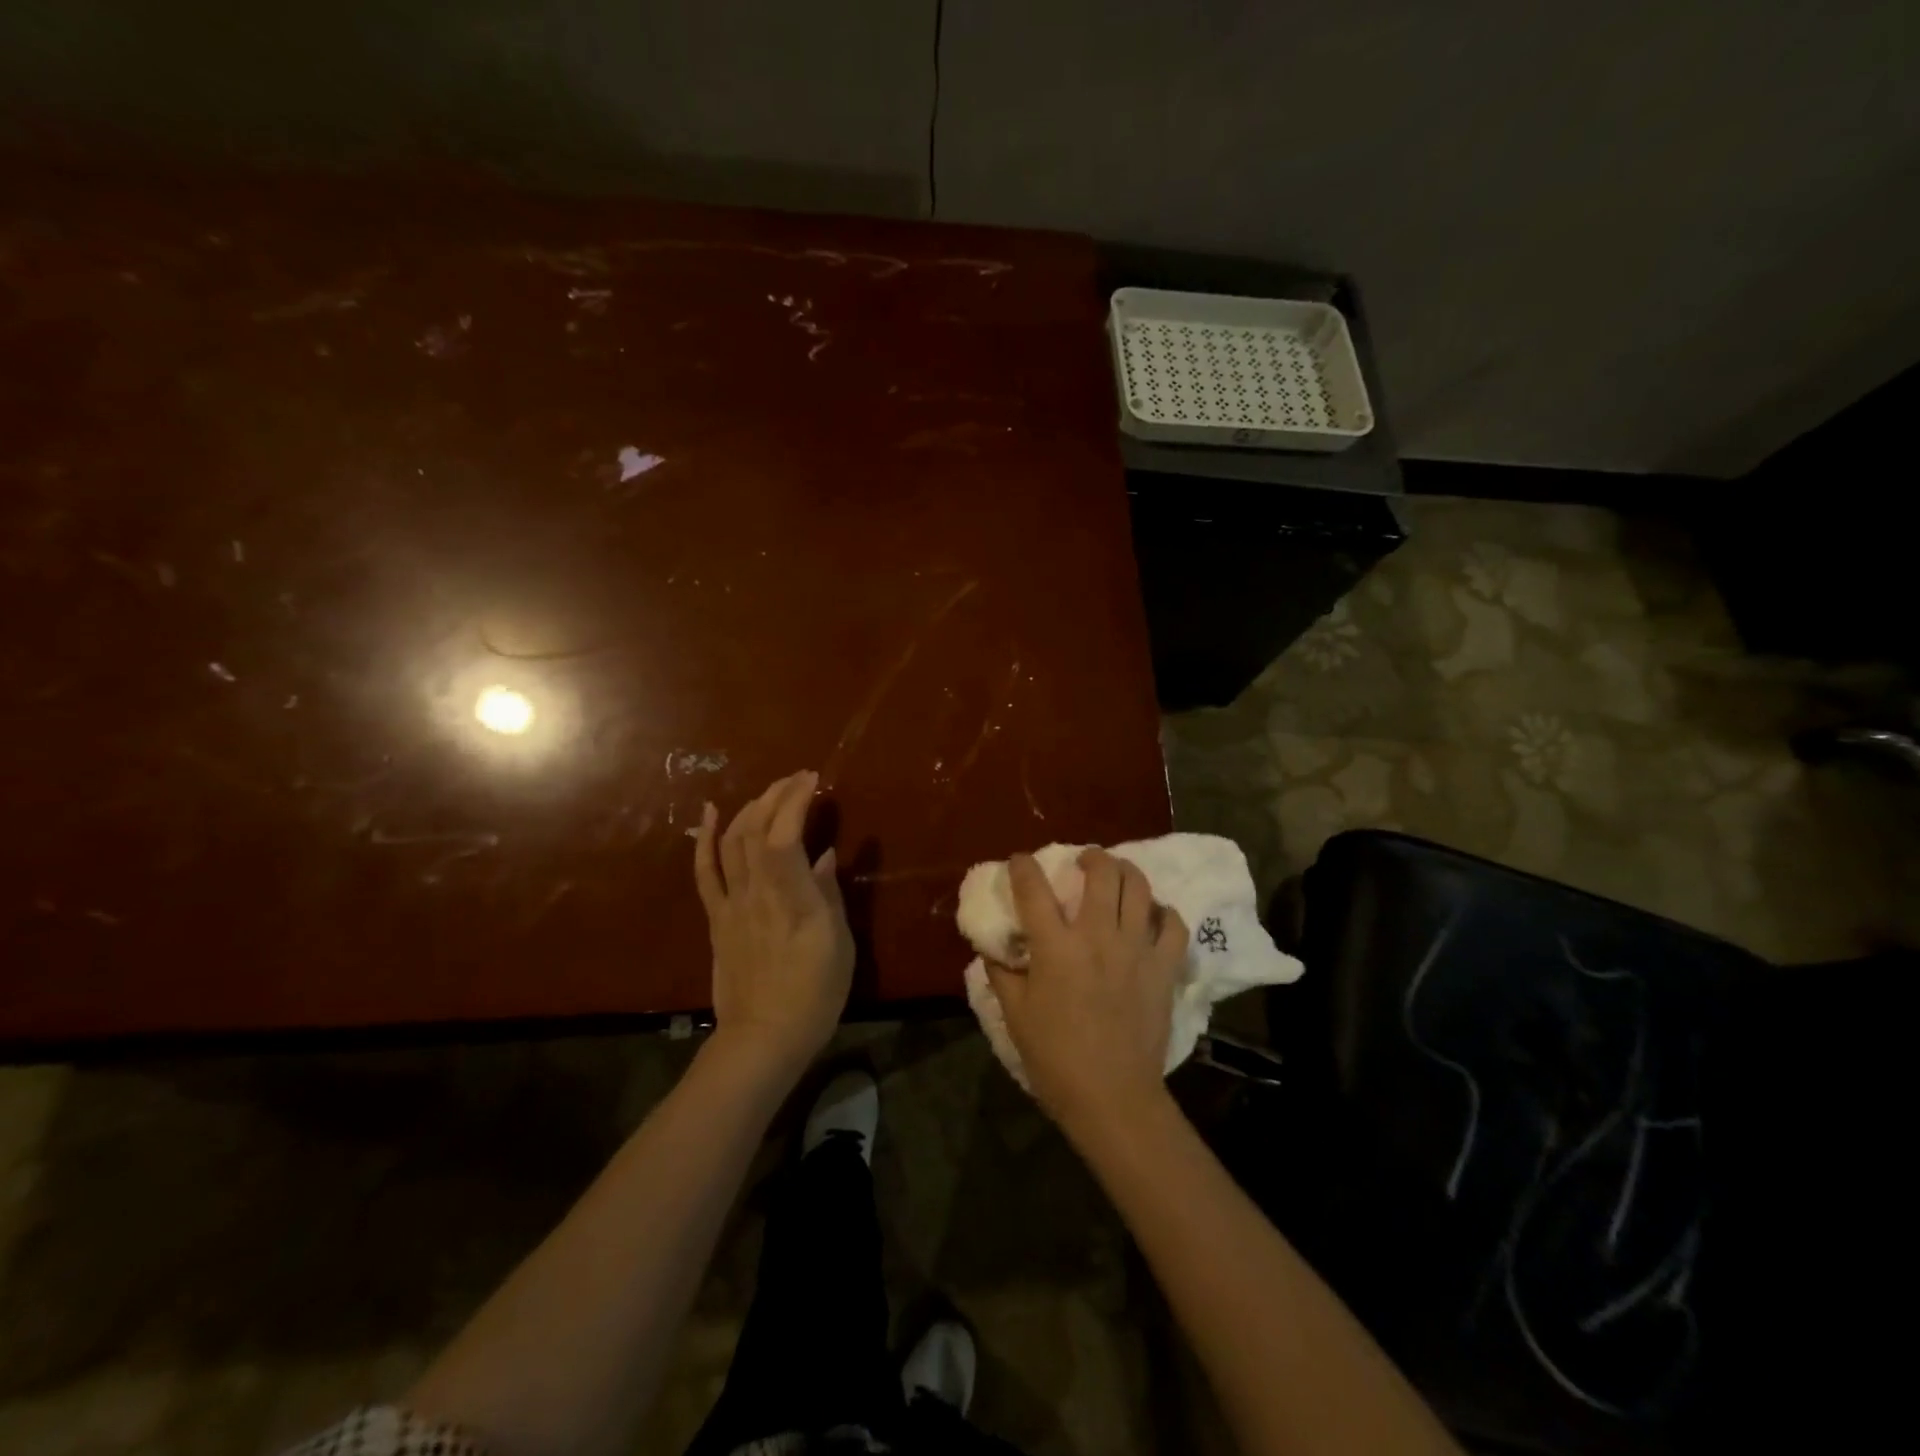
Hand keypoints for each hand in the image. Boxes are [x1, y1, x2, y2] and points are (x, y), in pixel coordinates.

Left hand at [693, 771, 852, 1076]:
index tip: (812, 779)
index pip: (785, 835)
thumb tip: (826, 856)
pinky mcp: (716, 918)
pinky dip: (704, 838)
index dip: (795, 801)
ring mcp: (731, 903)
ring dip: (749, 808)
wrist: (764, 1036)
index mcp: (791, 898)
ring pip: (731, 842)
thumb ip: (829, 894)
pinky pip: (705, 871)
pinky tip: (710, 812)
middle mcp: (756, 892)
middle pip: (755, 829)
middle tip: (798, 780)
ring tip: (770, 793)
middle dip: (776, 795)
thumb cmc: (815, 993)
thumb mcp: (839, 943)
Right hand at [986, 848, 1188, 1136]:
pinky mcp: (1164, 968)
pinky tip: (1153, 915)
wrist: (1112, 1097)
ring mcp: (1136, 949)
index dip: (1023, 867)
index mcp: (1056, 947)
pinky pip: (1174, 925)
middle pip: (1101, 873)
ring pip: (1139, 888)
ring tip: (1117, 874)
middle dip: (1091, 856)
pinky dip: (1164, 912)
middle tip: (1083, 860)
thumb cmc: (1055, 1058)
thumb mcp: (1015, 1015)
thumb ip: (1002, 973)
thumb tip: (992, 948)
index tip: (1019, 861)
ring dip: (1126, 871)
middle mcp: (1098, 936)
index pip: (1034, 889)